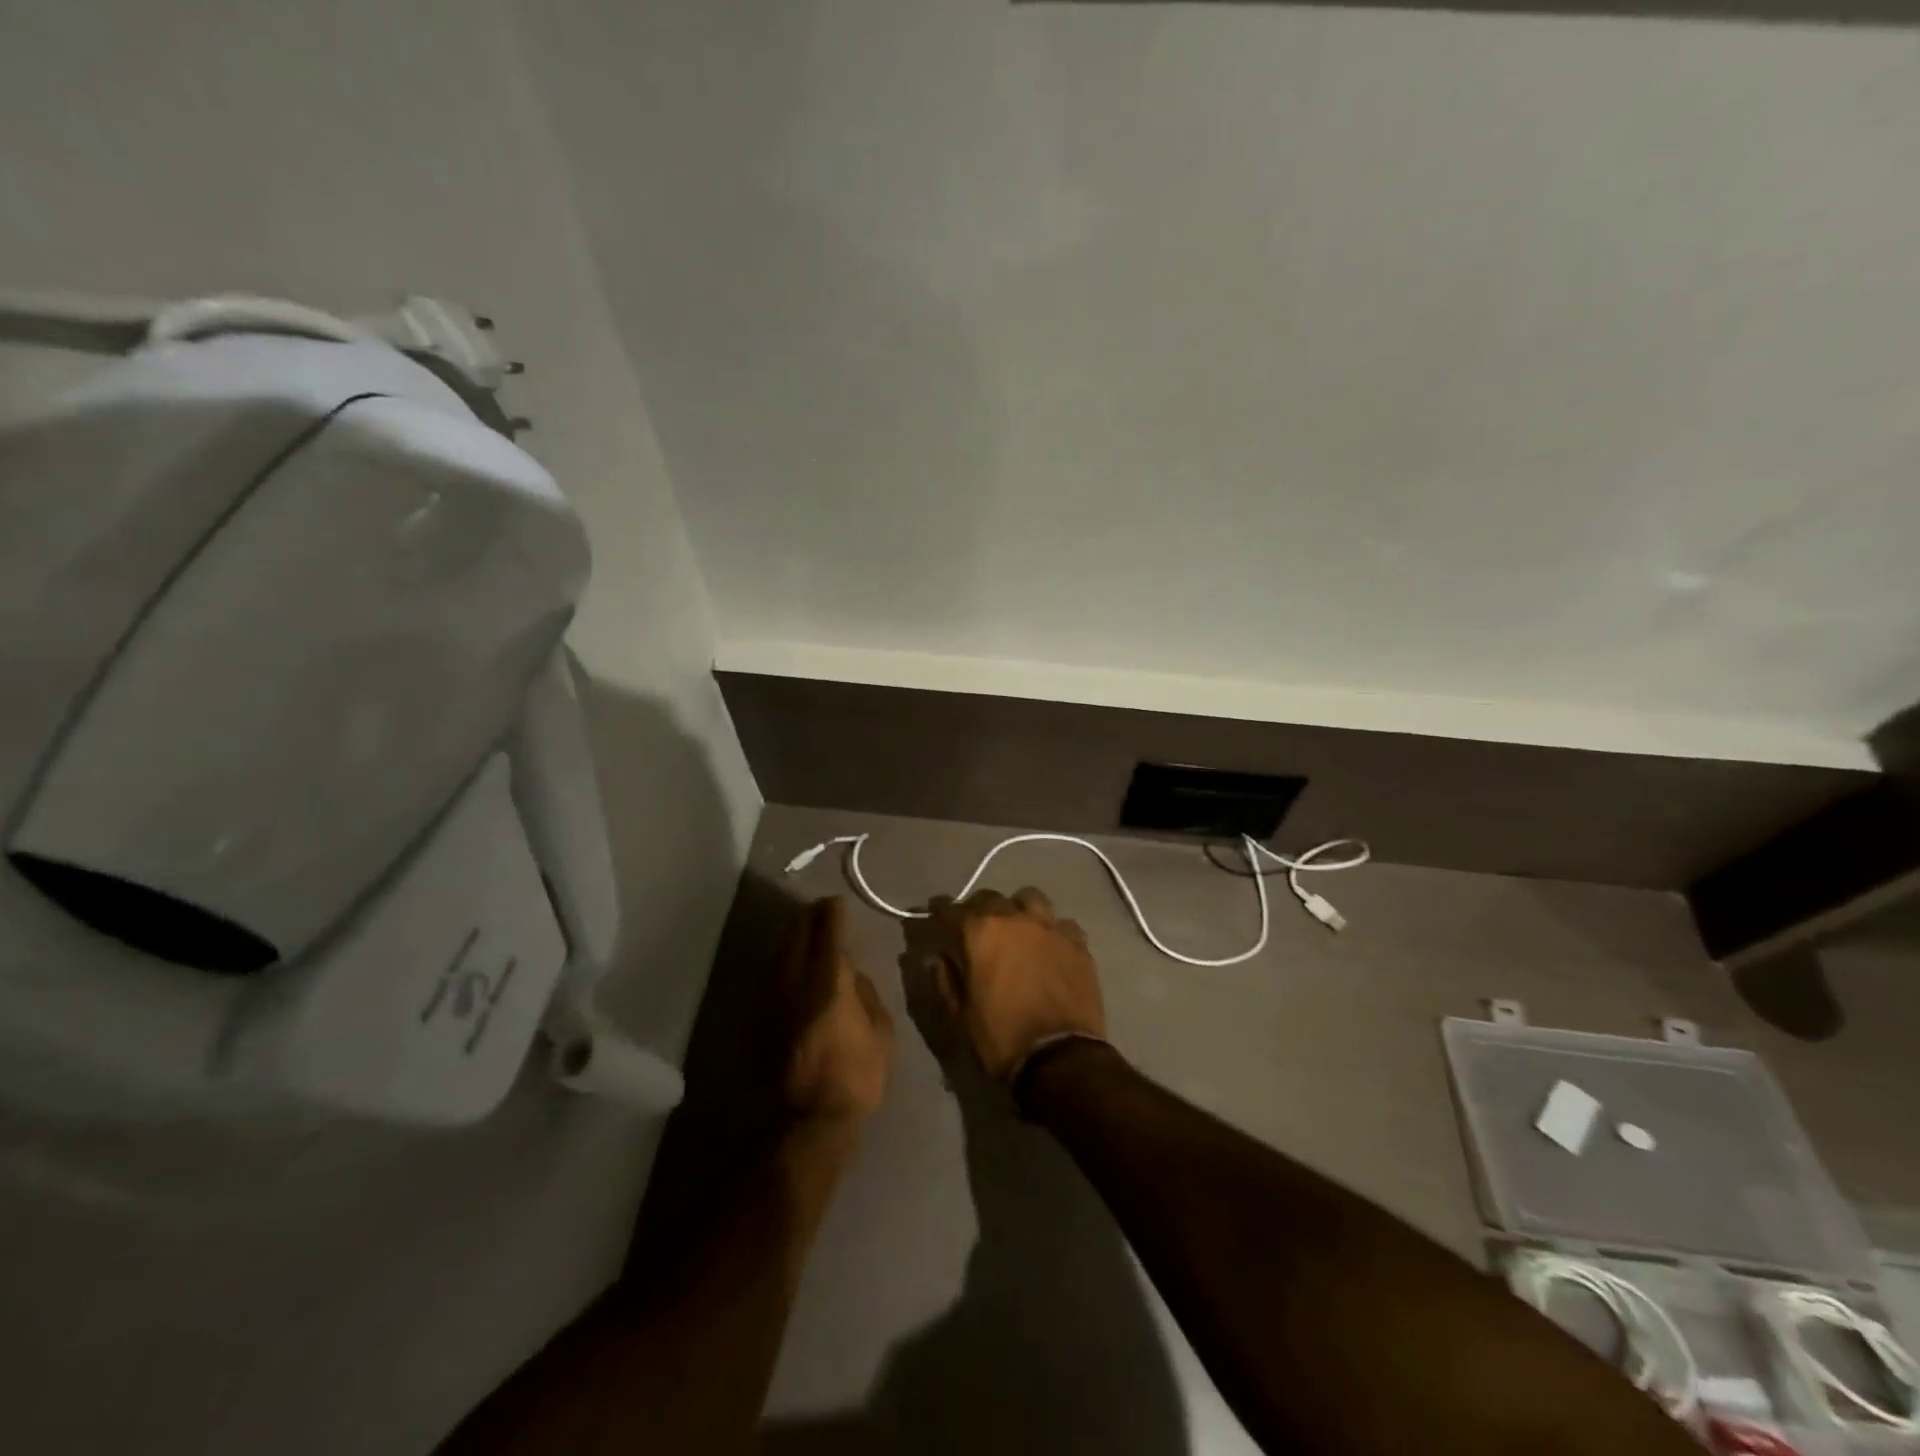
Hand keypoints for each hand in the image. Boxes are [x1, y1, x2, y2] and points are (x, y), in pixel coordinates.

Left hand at [782, 898, 895, 1127]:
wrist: (804, 1125)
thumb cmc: (855, 1078)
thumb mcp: (882, 1033)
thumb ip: (867, 994)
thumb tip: (853, 975)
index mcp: (829, 979)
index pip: (827, 929)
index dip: (833, 911)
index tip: (837, 903)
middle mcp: (793, 980)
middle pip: (796, 934)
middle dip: (808, 918)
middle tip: (820, 912)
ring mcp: (769, 1000)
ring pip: (778, 955)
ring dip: (792, 940)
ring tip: (804, 935)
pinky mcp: (756, 1020)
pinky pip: (770, 979)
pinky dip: (782, 967)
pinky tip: (791, 972)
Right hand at [925, 887, 1105, 1082]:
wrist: (1060, 1057)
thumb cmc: (1002, 1037)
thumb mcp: (962, 1015)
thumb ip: (946, 979)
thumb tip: (936, 956)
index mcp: (981, 932)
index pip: (951, 909)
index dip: (939, 911)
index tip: (934, 913)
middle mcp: (1015, 918)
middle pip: (990, 898)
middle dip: (977, 909)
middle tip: (974, 926)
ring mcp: (1050, 927)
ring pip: (1030, 899)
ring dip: (1018, 909)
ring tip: (1016, 927)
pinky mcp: (1077, 942)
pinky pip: (1060, 924)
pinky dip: (1050, 930)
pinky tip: (1049, 946)